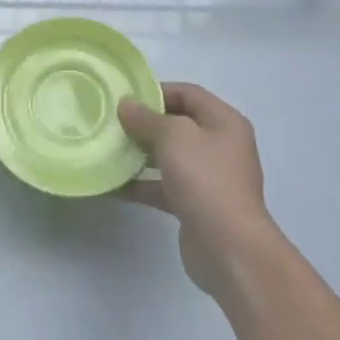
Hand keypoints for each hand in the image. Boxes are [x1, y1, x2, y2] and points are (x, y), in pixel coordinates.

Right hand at [119, 82, 284, 298]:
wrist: (230, 248)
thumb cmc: (205, 179)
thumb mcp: (173, 137)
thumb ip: (147, 118)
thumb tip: (126, 105)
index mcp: (224, 122)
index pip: (189, 93)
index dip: (158, 91)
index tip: (126, 98)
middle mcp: (220, 146)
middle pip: (178, 125)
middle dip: (145, 123)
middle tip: (113, 123)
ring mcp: (209, 178)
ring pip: (170, 157)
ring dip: (141, 154)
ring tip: (109, 150)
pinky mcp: (196, 205)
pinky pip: (165, 186)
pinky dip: (143, 184)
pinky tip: (114, 185)